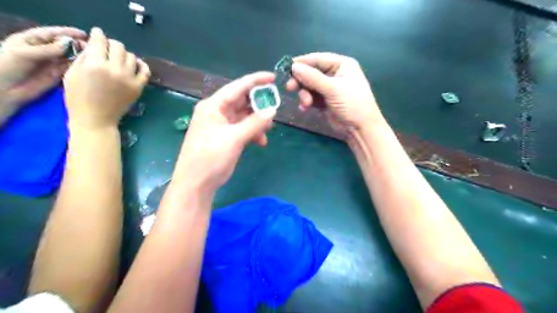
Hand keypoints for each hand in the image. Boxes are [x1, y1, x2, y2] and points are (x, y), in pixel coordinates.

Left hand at [0, 27, 85, 108]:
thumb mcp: (24, 53)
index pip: (53, 33)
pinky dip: (79, 67)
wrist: (4, 90)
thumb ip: (47, 49)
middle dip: (77, 45)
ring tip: (94, 58)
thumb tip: (69, 43)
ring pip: (70, 57)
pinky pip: (71, 69)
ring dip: (80, 56)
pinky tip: (88, 67)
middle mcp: (44, 50)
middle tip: (91, 48)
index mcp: (32, 40)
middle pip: (64, 45)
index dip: (68, 33)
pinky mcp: (58, 75)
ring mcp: (52, 63)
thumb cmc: (7, 65)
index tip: (84, 34)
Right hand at [64, 27, 149, 129]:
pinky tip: (136, 64)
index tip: (97, 34)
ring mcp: (130, 78)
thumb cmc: (78, 98)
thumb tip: (92, 44)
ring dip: (124, 54)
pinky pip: (145, 71)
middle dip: (111, 44)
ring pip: (132, 56)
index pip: (100, 41)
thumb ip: (84, 57)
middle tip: (107, 48)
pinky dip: (142, 65)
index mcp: (95, 64)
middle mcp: (115, 69)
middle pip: (118, 46)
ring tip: (118, 59)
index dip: (98, 35)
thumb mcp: (72, 73)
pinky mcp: (139, 87)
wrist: (96, 119)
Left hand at [174, 72, 275, 191]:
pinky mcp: (225, 137)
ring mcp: (220, 125)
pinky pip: (242, 129)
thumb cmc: (211, 157)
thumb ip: (255, 123)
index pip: (237, 87)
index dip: (256, 81)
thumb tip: (273, 110)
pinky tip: (261, 142)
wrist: (196, 184)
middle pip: (242, 101)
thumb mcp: (234, 138)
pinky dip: (252, 133)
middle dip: (259, 106)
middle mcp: (216, 112)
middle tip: (275, 110)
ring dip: (257, 122)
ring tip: (269, 130)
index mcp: (213, 105)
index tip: (273, 78)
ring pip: (244, 116)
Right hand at [287, 51, 383, 131]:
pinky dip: (307, 101)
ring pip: (309, 86)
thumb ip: (312, 78)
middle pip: (311, 72)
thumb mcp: (333, 89)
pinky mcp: (325, 101)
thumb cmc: (352, 104)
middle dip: (301, 81)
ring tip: (306, 103)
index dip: (302, 63)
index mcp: (341, 65)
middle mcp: (335, 74)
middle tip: (290, 88)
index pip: (318, 59)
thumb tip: (294, 67)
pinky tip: (305, 108)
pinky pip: (311, 97)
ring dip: (304, 94)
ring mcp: (329, 88)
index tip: (286, 68)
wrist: (360, 128)